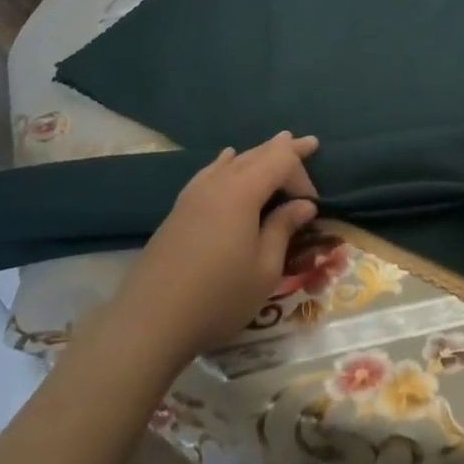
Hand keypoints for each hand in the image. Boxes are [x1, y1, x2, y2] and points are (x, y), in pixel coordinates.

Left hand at [113, 132, 320, 358]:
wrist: (150, 322)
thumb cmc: (218, 298)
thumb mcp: (264, 270)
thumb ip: (283, 230)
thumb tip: (303, 205)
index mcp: (243, 192)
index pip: (281, 162)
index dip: (301, 175)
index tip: (313, 205)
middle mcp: (218, 183)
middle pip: (257, 154)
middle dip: (284, 149)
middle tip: (308, 142)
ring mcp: (194, 194)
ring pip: (233, 161)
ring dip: (258, 153)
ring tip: (276, 143)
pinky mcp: (179, 210)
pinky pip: (210, 172)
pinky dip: (226, 163)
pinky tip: (226, 159)